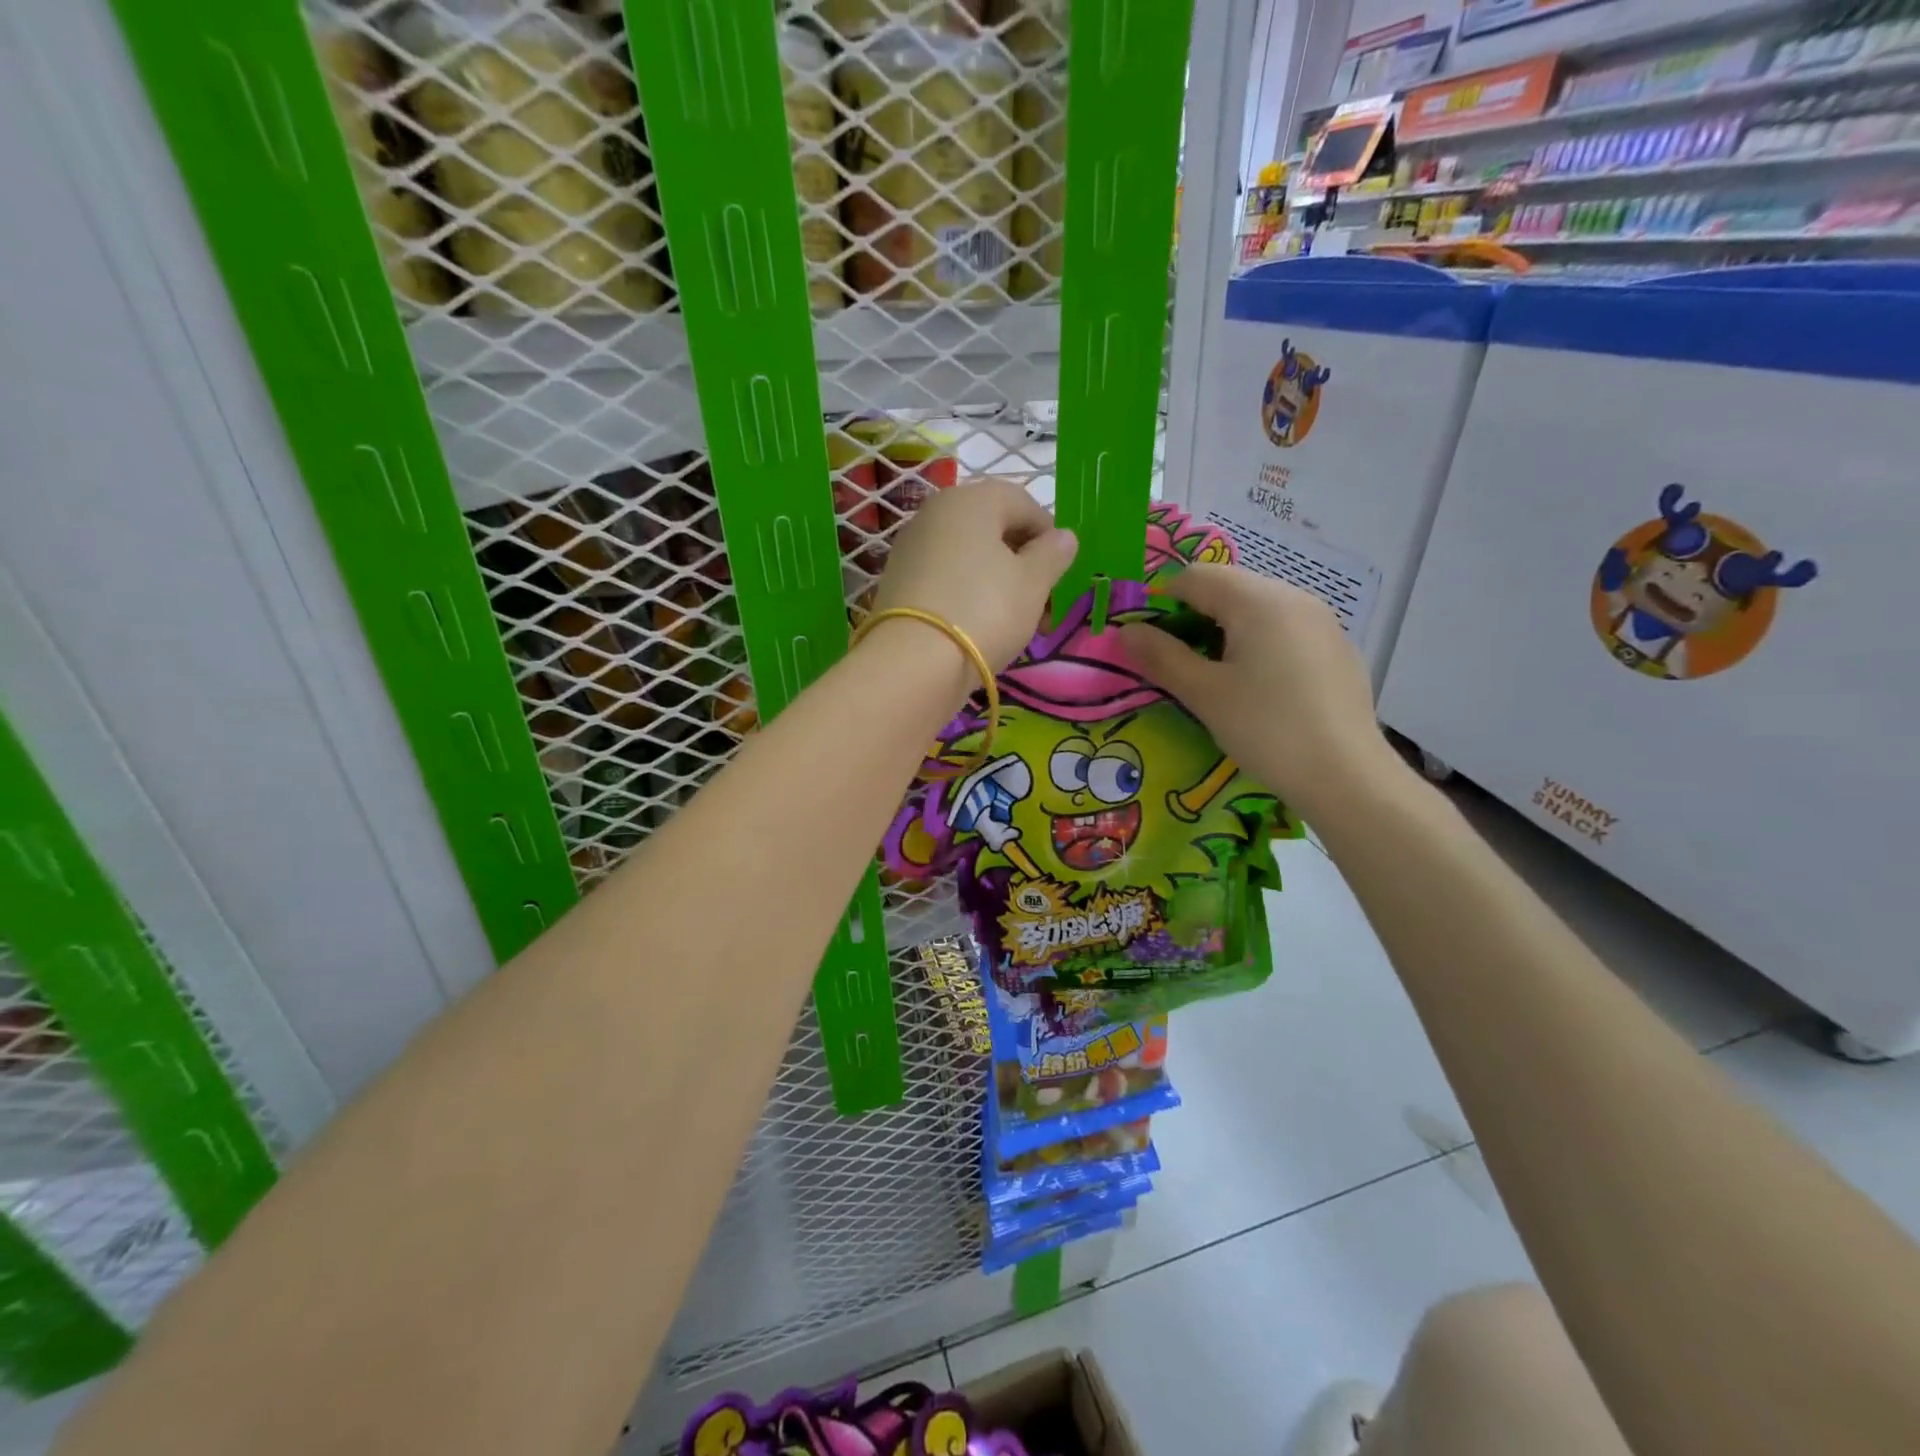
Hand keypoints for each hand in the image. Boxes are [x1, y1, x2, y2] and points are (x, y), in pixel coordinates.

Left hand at [872, 479, 1077, 669]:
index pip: (1024, 504)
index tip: (1061, 576)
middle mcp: (937, 511)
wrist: (913, 662)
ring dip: (997, 582)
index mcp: (973, 499)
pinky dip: (967, 594)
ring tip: (1014, 622)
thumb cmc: (985, 611)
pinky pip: (945, 578)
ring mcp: (912, 545)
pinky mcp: (898, 580)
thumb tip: (1064, 537)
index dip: (1049, 538)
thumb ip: (1053, 554)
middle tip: (1041, 605)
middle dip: (1023, 564)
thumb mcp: (1033, 583)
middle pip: (993, 529)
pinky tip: (978, 626)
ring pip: (969, 556)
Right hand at [1118, 564, 1401, 816]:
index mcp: (1257, 600)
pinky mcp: (1337, 648)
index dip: (1162, 601)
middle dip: (1195, 615)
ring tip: (1217, 677)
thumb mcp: (1204, 694)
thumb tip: (1126, 631)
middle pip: (1229, 588)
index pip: (1195, 577)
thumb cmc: (1266, 729)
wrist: (1346, 776)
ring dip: (1227, 630)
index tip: (1148, 640)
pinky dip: (1260, 644)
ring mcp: (1322, 621)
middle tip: (1178, 662)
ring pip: (1258, 609)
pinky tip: (1260, 687)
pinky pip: (1285, 630)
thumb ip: (1162, 656)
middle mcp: (1293, 597)